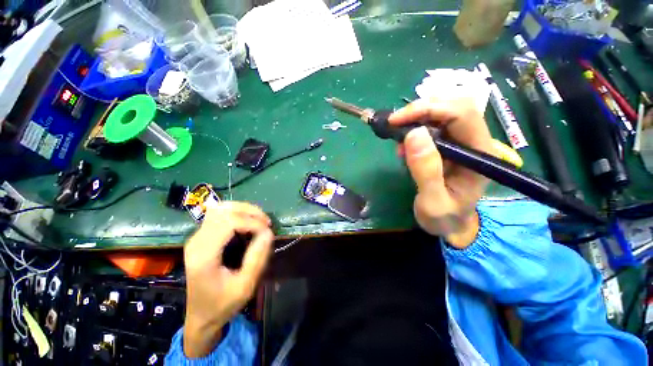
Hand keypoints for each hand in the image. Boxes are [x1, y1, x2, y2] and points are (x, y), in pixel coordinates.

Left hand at [183, 202, 273, 357]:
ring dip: (244, 210)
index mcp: (204, 255)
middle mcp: (197, 241)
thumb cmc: (222, 304)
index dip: (252, 222)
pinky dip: (237, 213)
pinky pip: (220, 215)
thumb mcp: (245, 287)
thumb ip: (257, 259)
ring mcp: (197, 237)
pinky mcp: (201, 237)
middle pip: (224, 210)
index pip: (229, 223)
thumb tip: (269, 232)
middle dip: (250, 212)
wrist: (200, 316)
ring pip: (221, 208)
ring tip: (259, 220)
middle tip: (266, 223)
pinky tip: (248, 222)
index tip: (268, 232)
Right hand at [389, 97, 494, 248]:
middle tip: (395, 124)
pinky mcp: (450, 145)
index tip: (396, 121)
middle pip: (454, 106)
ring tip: (398, 137)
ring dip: (417, 118)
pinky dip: (415, 128)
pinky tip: (404, 146)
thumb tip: (413, 134)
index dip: (428, 109)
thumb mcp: (433, 201)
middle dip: (421, 109)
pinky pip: (434, 126)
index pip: (461, 114)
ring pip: (443, 112)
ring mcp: (462, 142)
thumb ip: (426, 171)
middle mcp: (475, 141)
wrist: (450, 225)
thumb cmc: (444, 218)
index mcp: (479, 153)